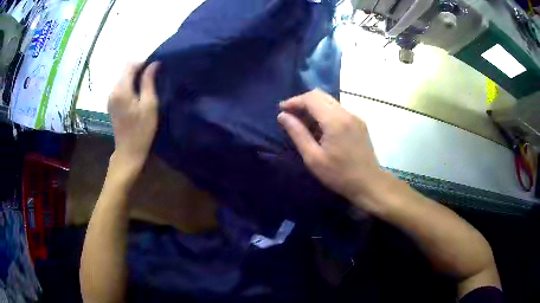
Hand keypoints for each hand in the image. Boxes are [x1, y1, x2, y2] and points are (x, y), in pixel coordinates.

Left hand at [108, 62, 159, 171]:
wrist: (129, 151)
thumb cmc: (142, 129)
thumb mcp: (149, 104)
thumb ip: (149, 81)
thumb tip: (153, 64)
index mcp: (121, 90)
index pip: (130, 65)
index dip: (143, 63)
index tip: (155, 68)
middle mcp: (113, 91)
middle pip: (126, 71)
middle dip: (139, 70)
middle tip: (154, 77)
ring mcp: (111, 98)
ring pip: (123, 79)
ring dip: (135, 79)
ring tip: (148, 86)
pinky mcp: (112, 104)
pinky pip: (121, 88)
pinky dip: (130, 87)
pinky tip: (139, 95)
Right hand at [278, 89, 388, 211]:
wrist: (369, 183)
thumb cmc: (339, 175)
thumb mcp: (313, 158)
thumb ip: (297, 133)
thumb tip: (282, 116)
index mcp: (335, 120)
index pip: (311, 98)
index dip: (294, 101)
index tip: (281, 110)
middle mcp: (347, 113)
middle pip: (320, 95)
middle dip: (302, 102)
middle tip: (290, 115)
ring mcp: (355, 116)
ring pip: (329, 101)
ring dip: (313, 107)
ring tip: (302, 123)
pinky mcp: (359, 122)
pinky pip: (338, 110)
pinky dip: (324, 113)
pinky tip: (319, 128)